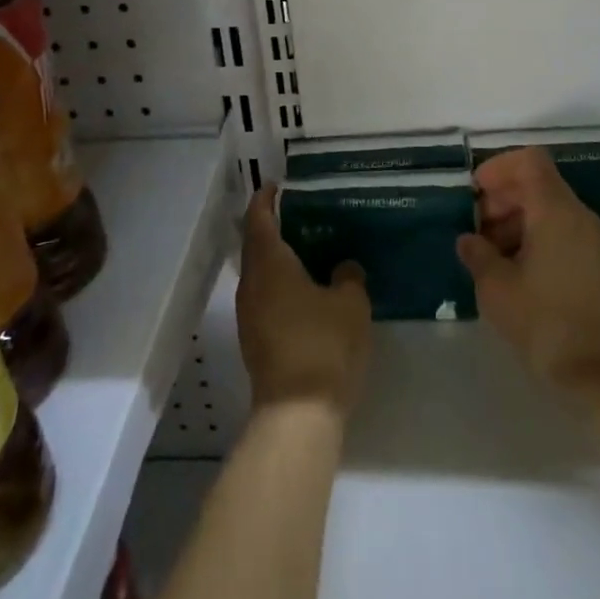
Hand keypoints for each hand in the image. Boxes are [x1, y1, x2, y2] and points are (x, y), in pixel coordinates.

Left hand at [237, 186, 371, 413]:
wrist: (297, 412)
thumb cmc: (324, 345)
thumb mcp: (351, 305)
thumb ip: (349, 276)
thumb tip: (344, 266)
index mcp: (270, 264)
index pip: (259, 219)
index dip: (265, 199)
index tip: (277, 185)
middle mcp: (251, 283)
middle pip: (255, 244)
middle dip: (271, 226)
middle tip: (300, 214)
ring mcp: (248, 313)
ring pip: (258, 272)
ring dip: (276, 257)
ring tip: (306, 248)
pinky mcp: (254, 338)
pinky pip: (263, 295)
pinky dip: (278, 282)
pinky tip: (305, 288)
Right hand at [457, 148, 599, 411]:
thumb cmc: (544, 323)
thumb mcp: (496, 288)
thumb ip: (478, 254)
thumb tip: (469, 240)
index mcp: (555, 212)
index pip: (529, 161)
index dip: (498, 168)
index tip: (474, 194)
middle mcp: (578, 217)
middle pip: (537, 183)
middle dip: (501, 198)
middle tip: (474, 228)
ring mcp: (590, 240)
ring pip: (547, 208)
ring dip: (514, 219)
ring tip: (488, 254)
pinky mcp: (594, 264)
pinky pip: (559, 231)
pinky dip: (532, 237)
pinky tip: (511, 270)